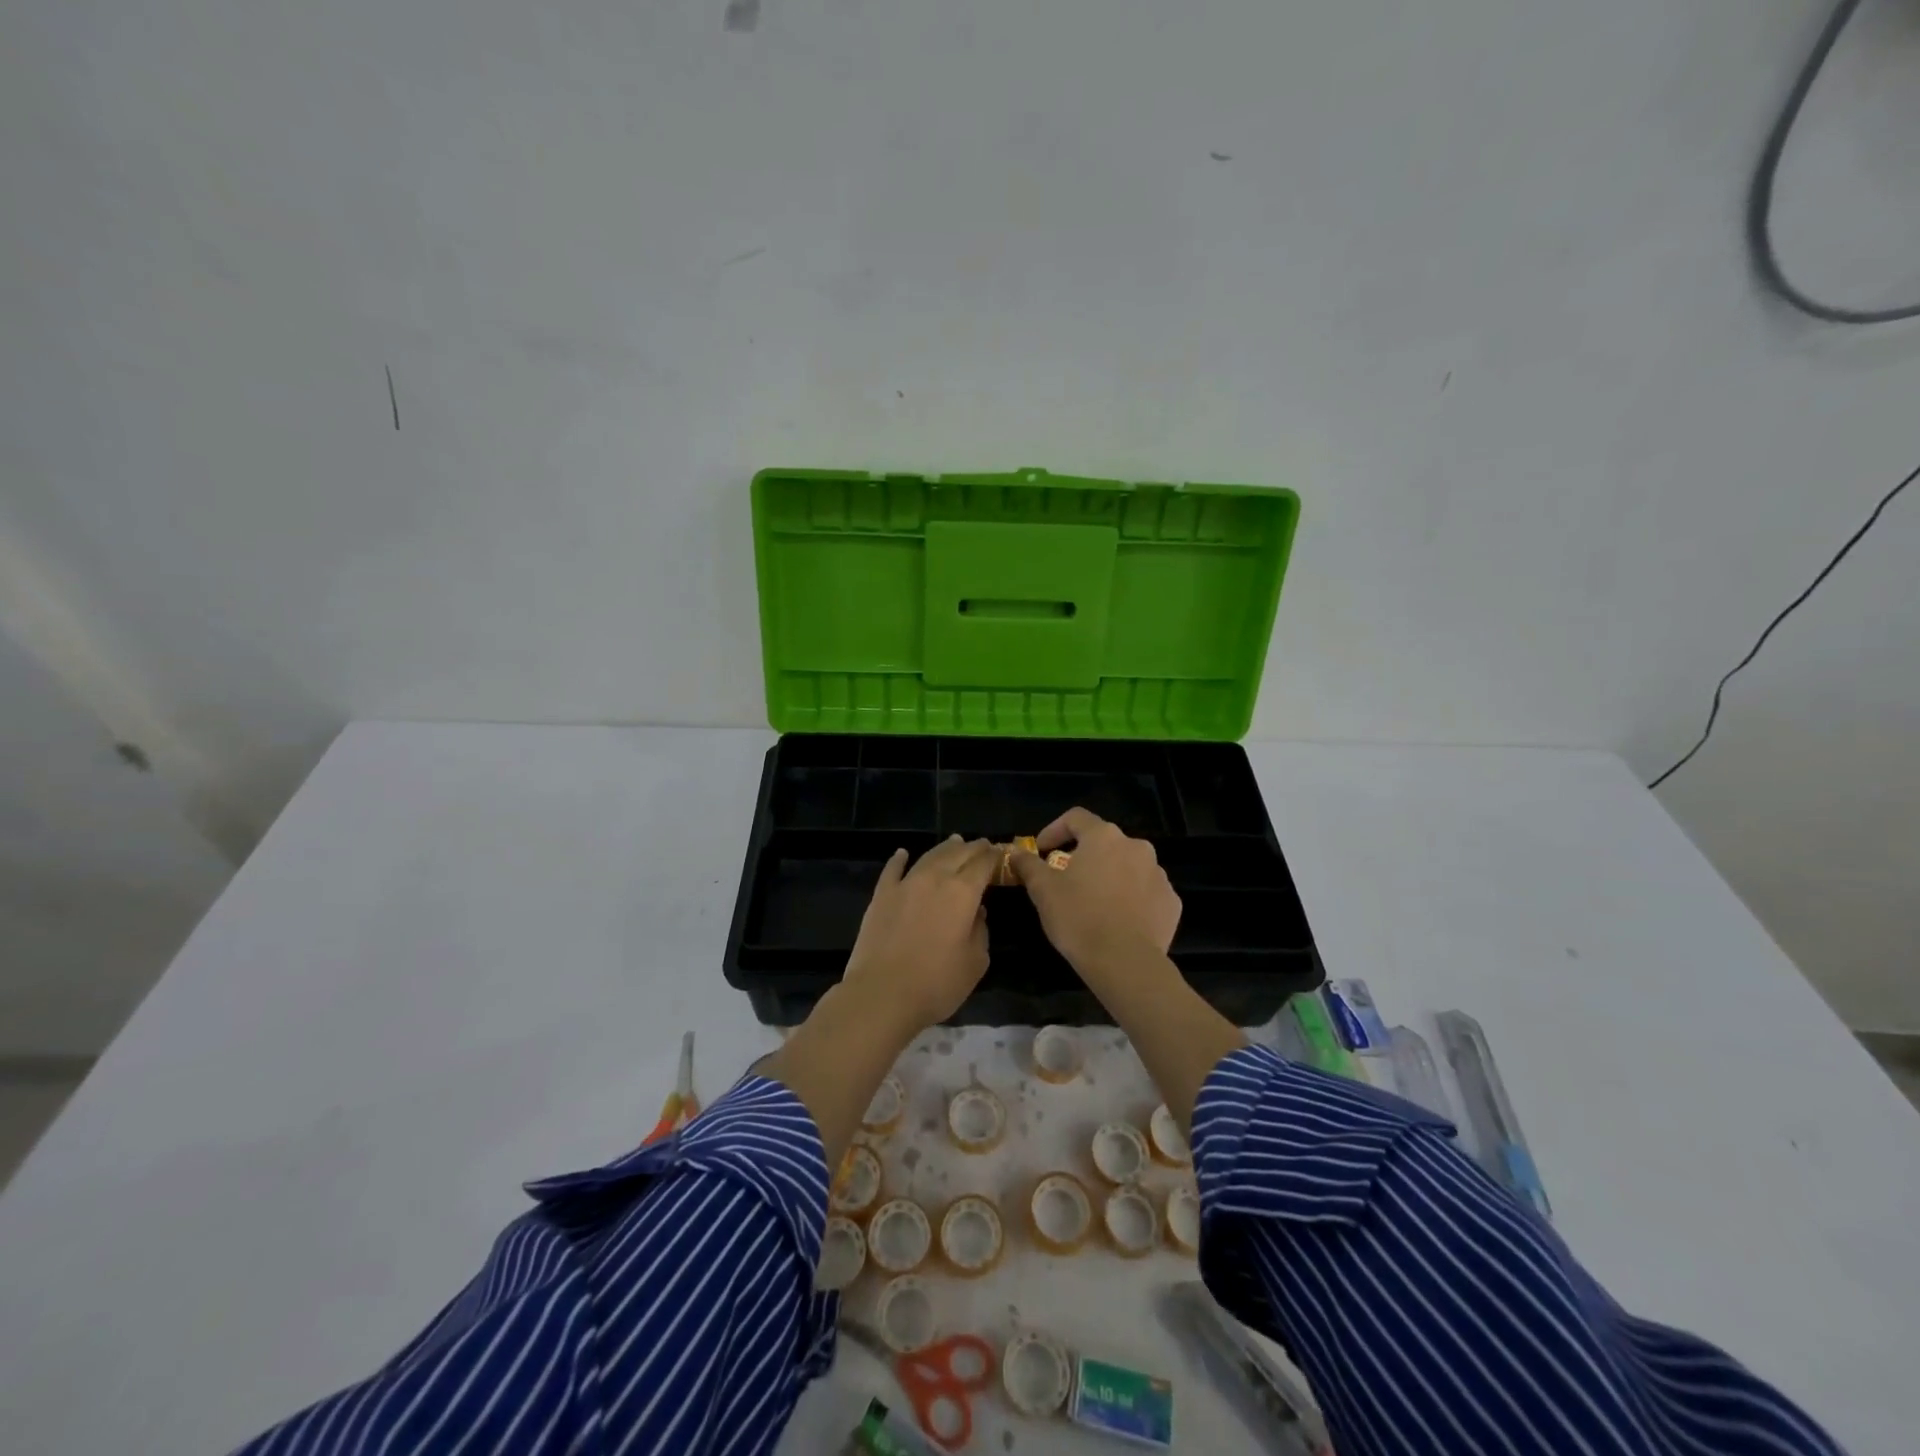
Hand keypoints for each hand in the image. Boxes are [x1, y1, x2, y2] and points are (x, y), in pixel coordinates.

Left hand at [843, 835, 998, 1031]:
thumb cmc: (936, 983)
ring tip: (955, 842)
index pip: (983, 864)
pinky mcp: (881, 895)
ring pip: (929, 856)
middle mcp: (935, 878)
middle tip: (983, 845)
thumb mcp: (975, 963)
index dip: (994, 856)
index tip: (1001, 853)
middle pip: (958, 854)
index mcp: (963, 892)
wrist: (882, 994)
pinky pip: (893, 869)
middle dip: (973, 848)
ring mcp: (905, 884)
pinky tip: (903, 853)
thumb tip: (977, 912)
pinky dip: (899, 859)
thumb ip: (980, 931)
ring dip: (945, 848)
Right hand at [1010, 807, 1180, 976]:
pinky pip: (1146, 892)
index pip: (1076, 818)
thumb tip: (1016, 853)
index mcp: (1104, 837)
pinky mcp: (1171, 902)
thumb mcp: (1043, 890)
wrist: (1125, 963)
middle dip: (1084, 856)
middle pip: (1104, 842)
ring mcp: (1158, 874)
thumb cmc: (1079, 918)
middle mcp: (1136, 846)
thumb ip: (1028, 865)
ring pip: (1128, 867)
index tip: (1041, 851)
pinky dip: (1131, 899)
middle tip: (1066, 880)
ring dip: (1110, 876)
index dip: (1054, 830)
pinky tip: (1118, 920)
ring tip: (1094, 903)